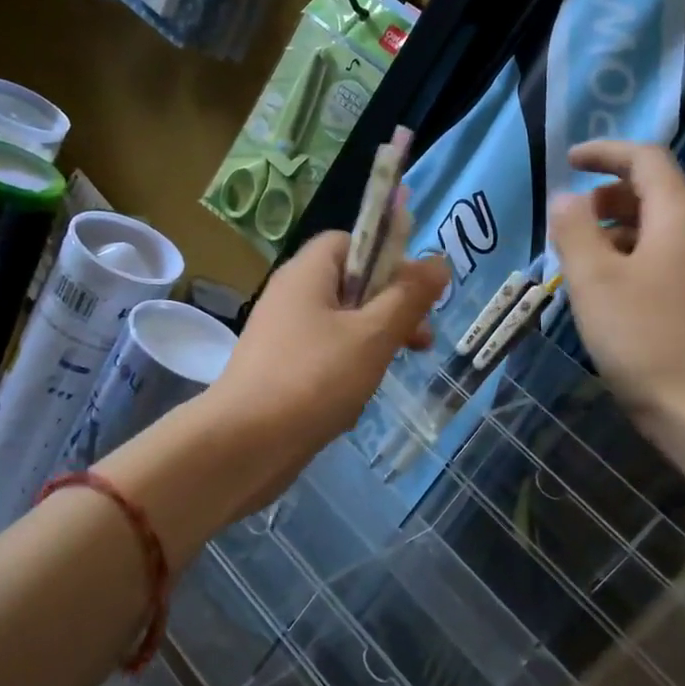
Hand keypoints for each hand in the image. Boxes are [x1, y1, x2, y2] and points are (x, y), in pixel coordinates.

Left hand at [199, 232, 447, 512]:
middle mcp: (291, 296)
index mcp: (307, 272)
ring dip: (373, 343)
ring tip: (392, 370)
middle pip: (350, 284)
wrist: (245, 444)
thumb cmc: (314, 379)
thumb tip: (438, 261)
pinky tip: (357, 400)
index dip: (386, 257)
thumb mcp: (373, 335)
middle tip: (420, 339)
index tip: (414, 291)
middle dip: (390, 308)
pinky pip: (323, 357)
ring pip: (341, 325)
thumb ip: (408, 297)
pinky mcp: (280, 371)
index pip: (350, 240)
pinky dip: (346, 370)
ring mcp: (282, 335)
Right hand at [550, 140, 684, 443]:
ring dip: (617, 229)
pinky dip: (633, 256)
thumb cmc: (643, 338)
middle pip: (656, 191)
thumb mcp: (594, 280)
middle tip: (569, 219)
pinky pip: (666, 258)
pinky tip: (608, 290)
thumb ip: (574, 230)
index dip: (605, 152)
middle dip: (608, 194)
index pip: (646, 159)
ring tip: (580, 257)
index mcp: (681, 215)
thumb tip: (566, 198)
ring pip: (660, 228)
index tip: (568, 160)